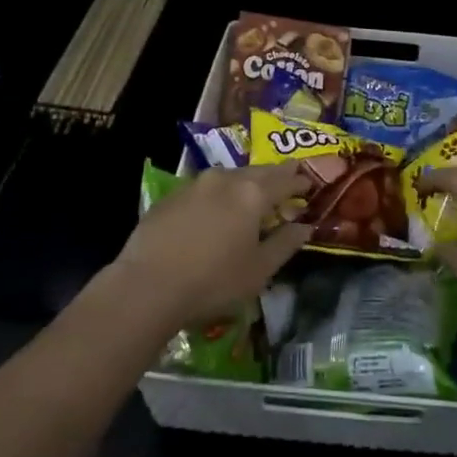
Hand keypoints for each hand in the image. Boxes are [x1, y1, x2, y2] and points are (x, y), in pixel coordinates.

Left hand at [114, 164, 310, 326]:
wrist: (147, 286)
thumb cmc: (213, 281)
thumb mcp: (259, 270)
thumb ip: (285, 244)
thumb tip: (305, 227)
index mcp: (252, 193)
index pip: (284, 179)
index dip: (299, 181)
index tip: (309, 183)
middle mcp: (225, 179)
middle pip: (257, 171)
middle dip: (274, 176)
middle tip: (285, 181)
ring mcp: (194, 184)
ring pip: (229, 176)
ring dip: (244, 182)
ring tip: (250, 195)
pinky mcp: (171, 196)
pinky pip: (204, 188)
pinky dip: (218, 194)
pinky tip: (215, 211)